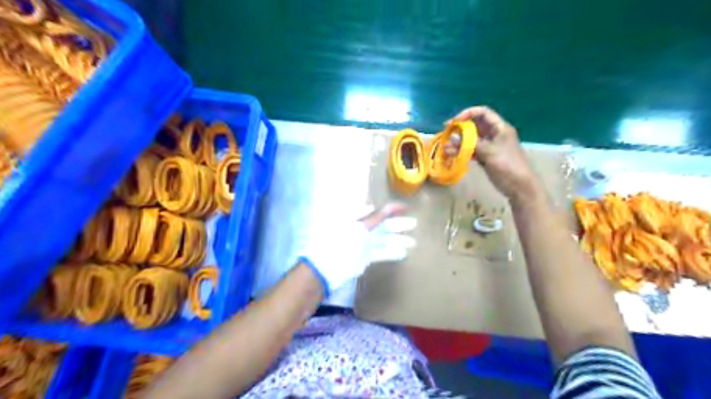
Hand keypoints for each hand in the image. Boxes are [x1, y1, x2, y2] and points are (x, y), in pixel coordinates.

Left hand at [296, 202, 416, 296]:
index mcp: (358, 220)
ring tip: (413, 242)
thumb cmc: (340, 243)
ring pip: (384, 240)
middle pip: (383, 226)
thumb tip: (376, 206)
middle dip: (398, 224)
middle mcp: (362, 230)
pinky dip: (391, 253)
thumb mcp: (356, 228)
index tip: (405, 207)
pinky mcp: (364, 258)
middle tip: (414, 223)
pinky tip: (402, 253)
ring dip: (398, 240)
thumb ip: (369, 219)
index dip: (390, 209)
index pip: (377, 212)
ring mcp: (363, 245)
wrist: (326, 268)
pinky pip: (380, 254)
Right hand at [443, 106, 538, 202]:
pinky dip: (462, 152)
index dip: (468, 113)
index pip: (482, 113)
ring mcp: (489, 146)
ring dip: (458, 142)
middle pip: (474, 126)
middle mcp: (493, 134)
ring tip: (446, 149)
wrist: (519, 186)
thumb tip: (452, 137)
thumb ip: (471, 143)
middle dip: (459, 129)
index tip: (454, 122)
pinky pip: (471, 151)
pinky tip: (452, 155)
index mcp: (499, 128)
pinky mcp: (485, 157)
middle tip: (446, 134)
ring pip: (471, 139)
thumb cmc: (508, 165)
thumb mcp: (489, 152)